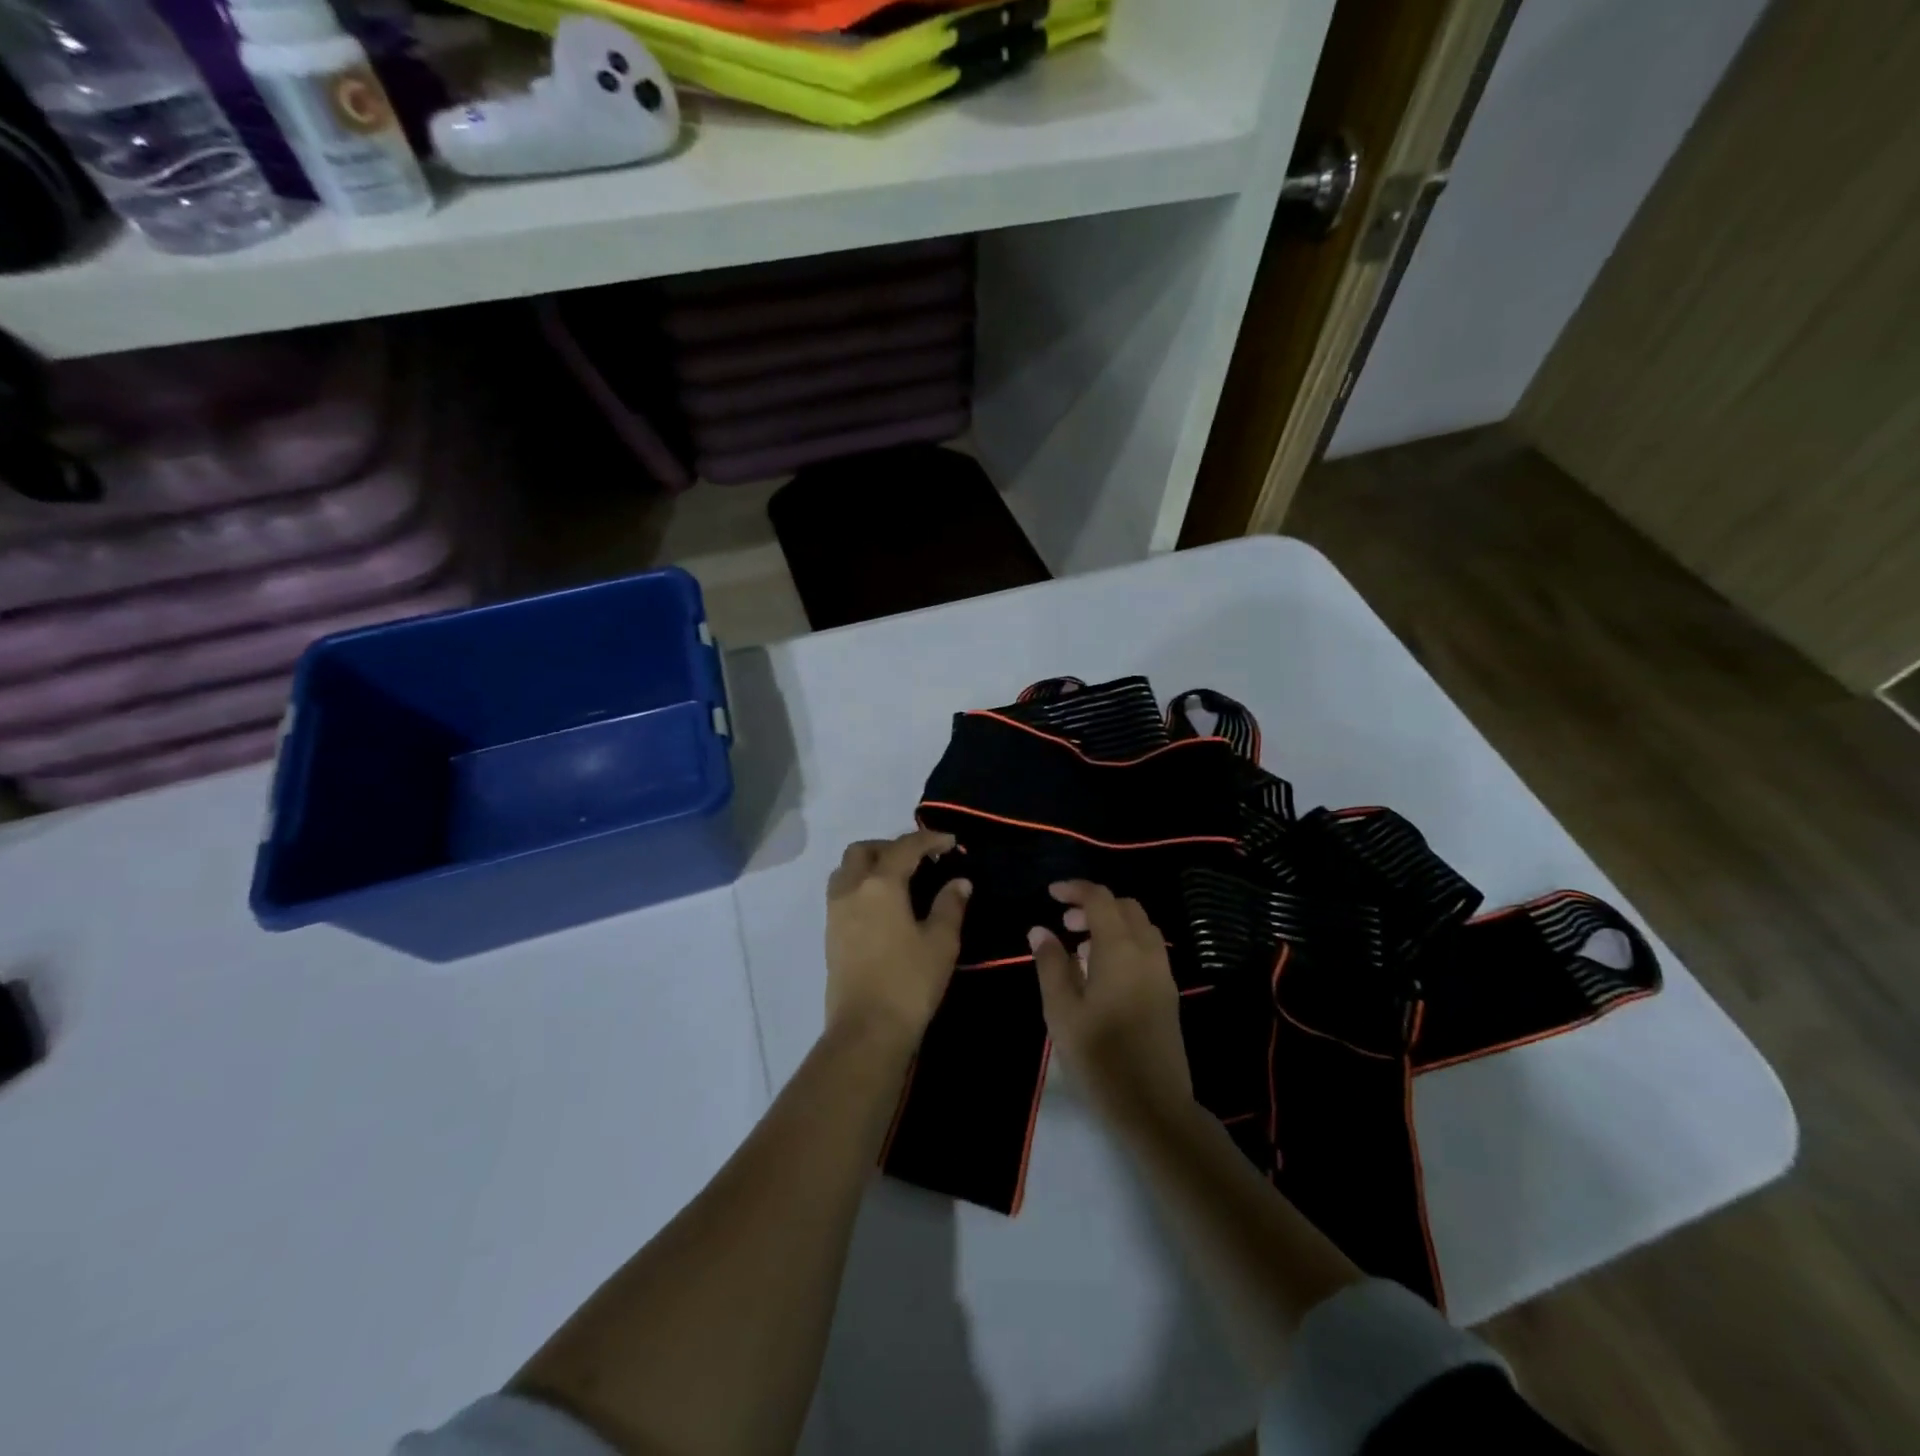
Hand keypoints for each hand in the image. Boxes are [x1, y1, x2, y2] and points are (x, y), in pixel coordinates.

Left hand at [825, 829, 970, 1050]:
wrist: (866, 1030)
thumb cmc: (909, 982)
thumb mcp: (941, 942)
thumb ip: (950, 905)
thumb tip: (959, 882)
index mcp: (880, 884)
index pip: (905, 847)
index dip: (929, 839)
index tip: (950, 842)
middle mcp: (852, 889)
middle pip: (864, 850)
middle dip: (891, 846)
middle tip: (919, 860)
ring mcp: (835, 912)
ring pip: (846, 870)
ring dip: (870, 864)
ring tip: (899, 881)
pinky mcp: (829, 934)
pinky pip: (842, 893)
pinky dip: (861, 886)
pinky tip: (883, 906)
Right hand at [1030, 881, 1191, 1124]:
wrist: (1153, 1107)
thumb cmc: (1099, 1057)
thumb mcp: (1062, 1011)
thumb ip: (1050, 964)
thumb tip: (1040, 930)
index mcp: (1121, 950)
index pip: (1100, 899)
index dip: (1075, 889)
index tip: (1050, 895)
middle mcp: (1147, 952)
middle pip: (1125, 907)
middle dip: (1094, 905)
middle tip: (1064, 925)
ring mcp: (1162, 973)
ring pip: (1140, 927)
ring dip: (1111, 924)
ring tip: (1080, 948)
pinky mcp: (1168, 994)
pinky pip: (1147, 949)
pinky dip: (1124, 943)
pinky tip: (1101, 973)